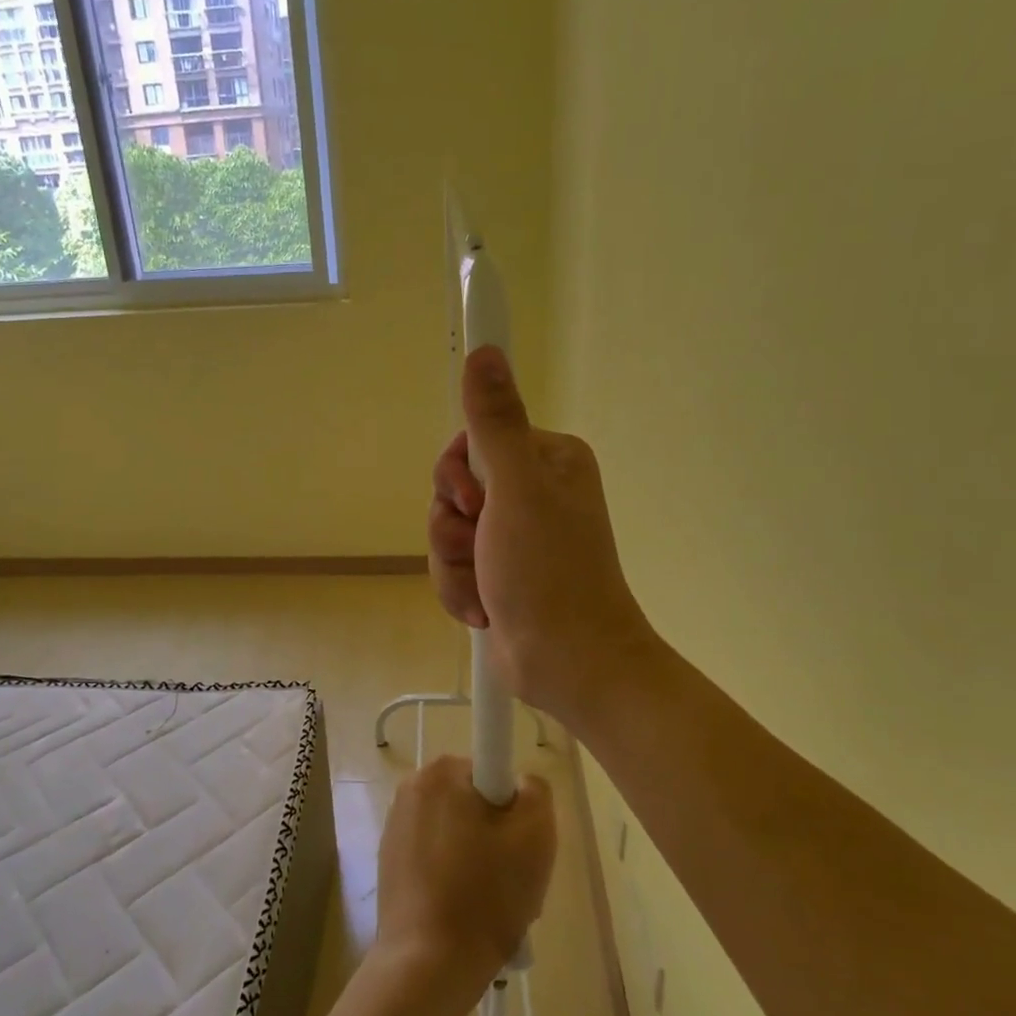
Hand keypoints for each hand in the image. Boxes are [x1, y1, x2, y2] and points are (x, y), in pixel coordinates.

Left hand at [369, 755, 555, 1015]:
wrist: (427, 965)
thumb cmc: (485, 894)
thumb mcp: (535, 835)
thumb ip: (536, 791)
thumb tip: (520, 784)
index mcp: (440, 772)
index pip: (493, 770)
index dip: (514, 806)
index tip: (517, 843)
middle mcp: (412, 788)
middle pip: (476, 802)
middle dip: (499, 835)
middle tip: (514, 878)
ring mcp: (396, 826)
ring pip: (459, 832)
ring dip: (481, 859)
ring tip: (493, 903)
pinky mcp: (390, 861)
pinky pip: (439, 857)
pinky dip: (457, 877)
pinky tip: (468, 913)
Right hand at [427, 346, 659, 728]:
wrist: (569, 664)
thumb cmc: (548, 572)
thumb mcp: (517, 489)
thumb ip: (494, 422)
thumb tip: (485, 351)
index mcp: (545, 460)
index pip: (473, 439)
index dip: (459, 473)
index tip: (475, 500)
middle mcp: (531, 491)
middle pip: (453, 487)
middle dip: (453, 526)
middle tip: (479, 546)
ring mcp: (513, 535)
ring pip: (446, 530)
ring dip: (454, 564)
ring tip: (485, 588)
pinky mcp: (498, 571)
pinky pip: (452, 565)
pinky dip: (460, 589)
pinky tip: (484, 609)